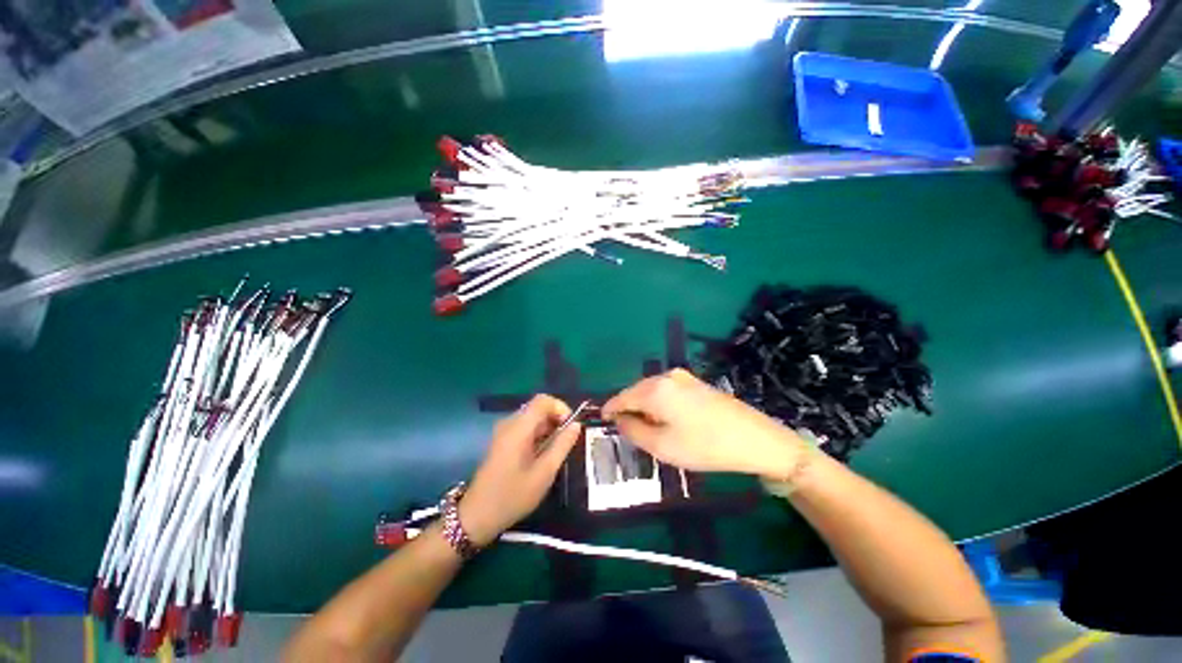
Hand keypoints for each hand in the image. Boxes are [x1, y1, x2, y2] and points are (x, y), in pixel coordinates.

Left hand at [460, 395, 581, 545]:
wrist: (477, 516)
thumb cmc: (513, 495)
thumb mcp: (544, 472)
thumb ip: (562, 445)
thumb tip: (576, 425)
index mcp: (518, 427)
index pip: (543, 400)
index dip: (561, 407)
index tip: (571, 427)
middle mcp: (509, 423)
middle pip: (538, 408)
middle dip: (556, 419)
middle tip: (567, 442)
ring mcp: (504, 432)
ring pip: (533, 418)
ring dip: (548, 428)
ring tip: (557, 451)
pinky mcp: (502, 441)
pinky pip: (525, 428)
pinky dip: (538, 435)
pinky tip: (542, 455)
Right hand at [602, 369, 803, 477]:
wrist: (754, 438)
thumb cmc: (704, 445)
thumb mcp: (662, 446)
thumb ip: (633, 431)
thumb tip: (620, 420)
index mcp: (654, 389)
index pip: (622, 396)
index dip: (610, 409)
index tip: (603, 420)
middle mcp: (666, 376)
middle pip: (636, 391)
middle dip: (628, 409)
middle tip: (626, 431)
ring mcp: (682, 377)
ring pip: (651, 390)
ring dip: (644, 407)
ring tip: (647, 428)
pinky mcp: (694, 382)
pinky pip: (665, 390)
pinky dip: (658, 404)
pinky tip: (666, 420)